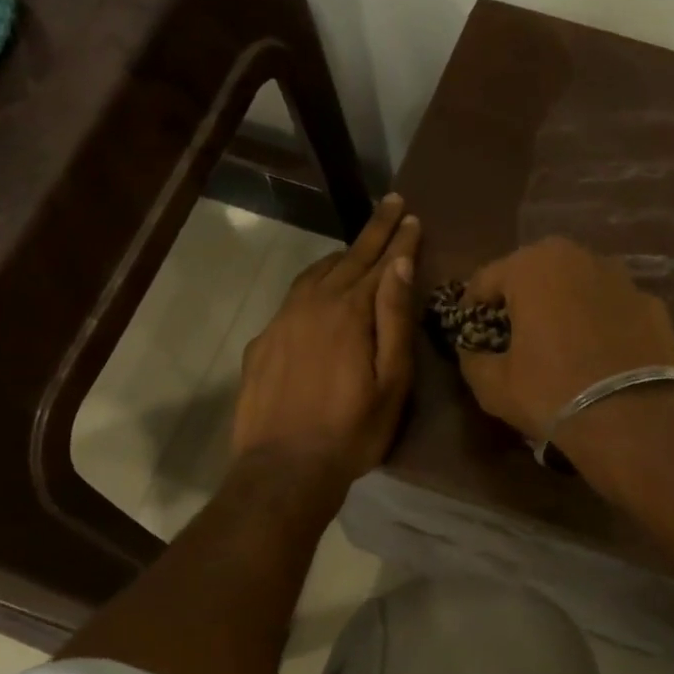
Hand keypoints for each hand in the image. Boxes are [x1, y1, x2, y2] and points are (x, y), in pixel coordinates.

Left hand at [232, 194, 421, 490]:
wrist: (283, 469)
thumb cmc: (351, 430)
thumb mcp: (390, 381)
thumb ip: (394, 319)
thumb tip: (399, 264)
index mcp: (348, 311)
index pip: (379, 262)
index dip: (398, 237)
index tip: (411, 213)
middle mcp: (311, 304)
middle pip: (347, 259)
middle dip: (373, 231)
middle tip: (392, 204)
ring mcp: (281, 321)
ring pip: (314, 275)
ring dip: (340, 257)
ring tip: (357, 248)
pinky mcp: (262, 343)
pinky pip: (292, 300)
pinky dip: (313, 285)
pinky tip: (317, 296)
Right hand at [457, 236, 673, 443]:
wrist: (632, 419)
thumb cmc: (550, 392)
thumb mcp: (492, 384)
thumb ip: (472, 357)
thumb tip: (472, 350)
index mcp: (532, 266)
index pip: (485, 280)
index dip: (471, 308)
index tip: (469, 332)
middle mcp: (578, 257)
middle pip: (534, 274)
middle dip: (520, 300)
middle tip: (512, 334)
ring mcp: (622, 277)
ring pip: (577, 286)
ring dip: (562, 306)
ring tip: (558, 343)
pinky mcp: (653, 304)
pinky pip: (612, 308)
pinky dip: (600, 322)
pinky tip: (598, 355)